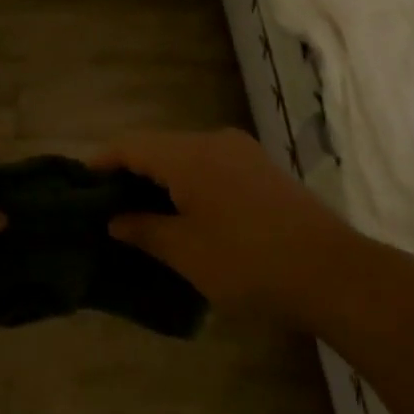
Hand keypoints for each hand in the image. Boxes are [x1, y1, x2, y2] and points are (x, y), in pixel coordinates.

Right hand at [91, 128, 353, 320]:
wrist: (333, 273)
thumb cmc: (248, 263)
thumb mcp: (186, 252)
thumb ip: (144, 230)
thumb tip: (115, 220)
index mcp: (189, 155)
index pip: (131, 145)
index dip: (102, 161)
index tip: (80, 183)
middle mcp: (213, 141)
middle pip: (158, 146)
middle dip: (130, 171)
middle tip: (107, 204)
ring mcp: (242, 152)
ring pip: (185, 156)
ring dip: (161, 178)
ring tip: (141, 211)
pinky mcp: (262, 169)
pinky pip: (210, 165)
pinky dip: (188, 181)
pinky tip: (185, 211)